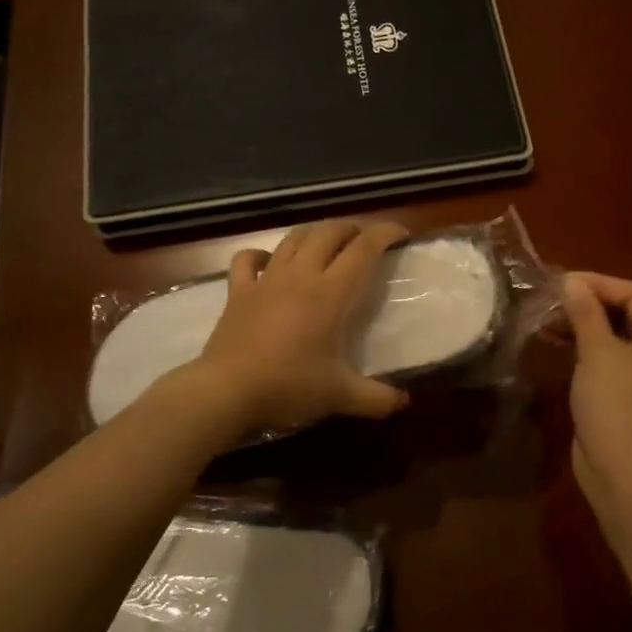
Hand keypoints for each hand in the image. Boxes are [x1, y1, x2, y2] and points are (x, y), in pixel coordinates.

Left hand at [191, 219, 412, 432]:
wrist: (227, 390)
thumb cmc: (289, 386)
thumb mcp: (340, 396)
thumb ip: (377, 399)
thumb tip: (405, 402)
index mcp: (330, 293)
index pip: (363, 249)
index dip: (384, 234)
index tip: (401, 233)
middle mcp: (300, 276)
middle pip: (328, 233)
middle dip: (351, 229)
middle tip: (365, 240)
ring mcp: (266, 280)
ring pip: (293, 239)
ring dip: (314, 233)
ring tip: (327, 242)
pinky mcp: (238, 291)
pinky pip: (247, 259)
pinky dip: (261, 254)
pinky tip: (269, 261)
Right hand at [561, 271, 631, 509]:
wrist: (622, 470)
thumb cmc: (615, 403)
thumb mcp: (597, 352)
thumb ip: (586, 314)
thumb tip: (572, 282)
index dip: (603, 283)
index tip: (566, 283)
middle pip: (629, 315)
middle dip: (592, 303)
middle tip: (555, 299)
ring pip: (615, 338)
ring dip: (585, 326)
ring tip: (550, 320)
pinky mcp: (626, 397)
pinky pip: (607, 360)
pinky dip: (585, 349)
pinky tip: (557, 347)